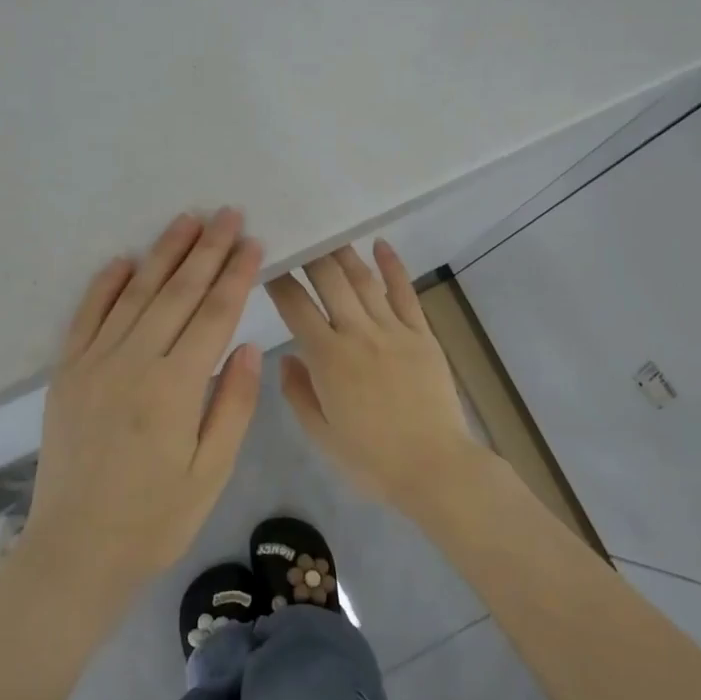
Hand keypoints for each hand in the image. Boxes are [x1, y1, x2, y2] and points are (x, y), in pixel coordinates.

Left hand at [27, 209, 264, 593]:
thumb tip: (247, 345)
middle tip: (228, 213)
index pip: (214, 314)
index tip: (253, 242)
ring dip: (163, 254)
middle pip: (177, 292)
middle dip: (206, 249)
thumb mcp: (210, 471)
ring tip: (187, 221)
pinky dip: (106, 284)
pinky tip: (125, 260)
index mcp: (175, 387)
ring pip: (135, 294)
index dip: (235, 275)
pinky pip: (87, 316)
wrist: (77, 549)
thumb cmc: (156, 518)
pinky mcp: (67, 372)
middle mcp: (133, 362)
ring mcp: (94, 363)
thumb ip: (232, 404)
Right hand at [266, 241, 487, 509]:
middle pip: (329, 281)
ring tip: (329, 231)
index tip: (267, 262)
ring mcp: (394, 331)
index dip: (278, 280)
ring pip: (364, 280)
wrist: (434, 468)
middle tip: (297, 234)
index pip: (295, 306)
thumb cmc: (370, 459)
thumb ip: (298, 392)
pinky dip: (393, 267)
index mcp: (327, 358)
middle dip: (310, 254)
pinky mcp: (422, 335)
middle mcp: (358, 334)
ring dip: (344, 253)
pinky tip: (381, 244)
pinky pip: (405, 293)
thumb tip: (287, 358)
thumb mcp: (320, 433)